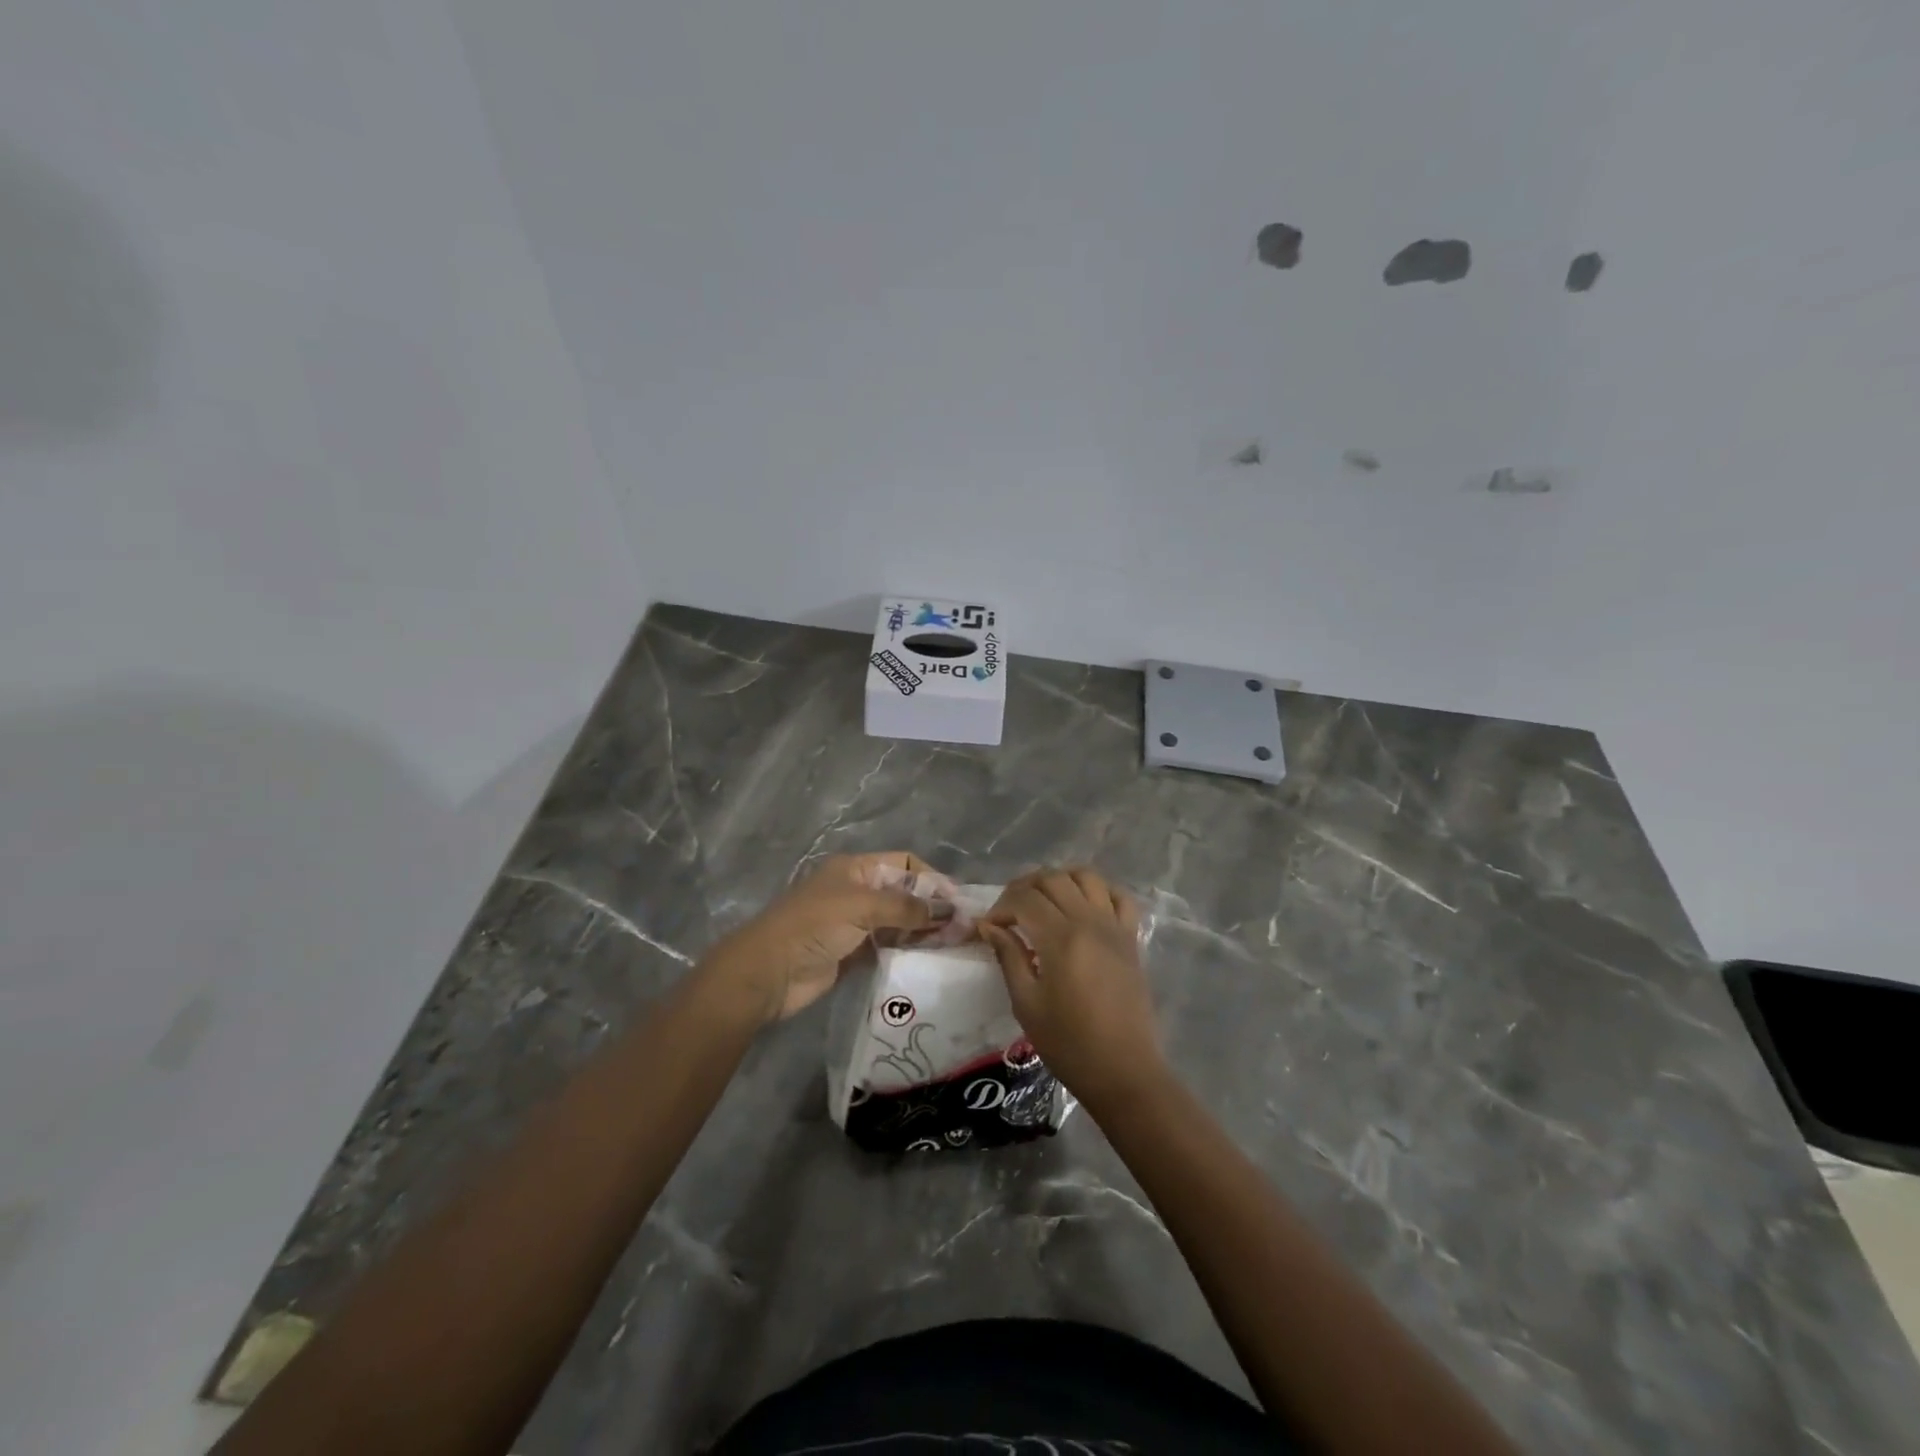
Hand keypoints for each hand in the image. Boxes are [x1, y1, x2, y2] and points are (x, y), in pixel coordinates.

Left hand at [702, 852, 953, 1024]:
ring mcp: (855, 923)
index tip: (957, 902)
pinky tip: (929, 958)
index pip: (904, 864)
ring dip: (923, 930)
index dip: (932, 879)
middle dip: (932, 907)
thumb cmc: (813, 926)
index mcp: (855, 868)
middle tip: (962, 929)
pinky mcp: (853, 953)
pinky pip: (889, 946)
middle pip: (904, 893)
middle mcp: (857, 891)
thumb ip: (905, 907)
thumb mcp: (861, 906)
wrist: (768, 972)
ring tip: (953, 944)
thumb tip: (948, 910)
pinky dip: (908, 949)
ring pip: (899, 921)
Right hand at [979, 868, 1166, 1113]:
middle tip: (1010, 913)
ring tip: (1043, 902)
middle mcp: (1089, 922)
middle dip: (1023, 888)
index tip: (989, 928)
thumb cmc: (1068, 1043)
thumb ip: (1009, 956)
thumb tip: (989, 926)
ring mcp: (1114, 926)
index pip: (1023, 899)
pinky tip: (1083, 906)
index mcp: (1060, 939)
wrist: (1123, 1071)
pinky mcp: (1131, 938)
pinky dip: (1099, 890)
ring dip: (1059, 880)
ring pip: (1086, 876)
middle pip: (1052, 879)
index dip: (1000, 907)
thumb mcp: (1026, 1003)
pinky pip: (1119, 896)